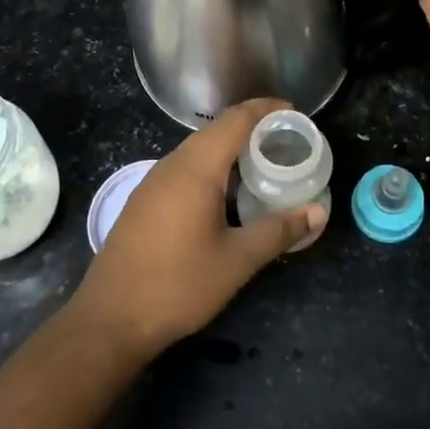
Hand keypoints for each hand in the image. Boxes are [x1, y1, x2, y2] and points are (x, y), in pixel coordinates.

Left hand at [68, 99, 326, 357]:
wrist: (110, 318)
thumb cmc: (178, 285)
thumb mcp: (237, 260)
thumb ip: (279, 231)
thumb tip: (319, 211)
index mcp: (196, 168)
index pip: (235, 120)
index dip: (265, 109)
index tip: (293, 112)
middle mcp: (172, 165)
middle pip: (216, 131)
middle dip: (251, 128)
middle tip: (286, 141)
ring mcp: (153, 182)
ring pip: (198, 150)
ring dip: (230, 150)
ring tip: (263, 164)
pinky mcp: (144, 201)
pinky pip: (184, 169)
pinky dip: (212, 168)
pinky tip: (227, 194)